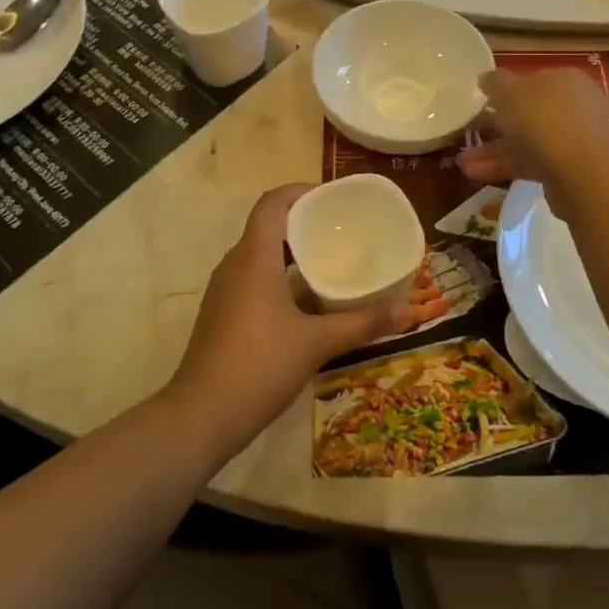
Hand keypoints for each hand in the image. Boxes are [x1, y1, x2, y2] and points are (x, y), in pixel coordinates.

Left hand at [166, 185, 414, 448]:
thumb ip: (363, 323)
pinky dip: (282, 280)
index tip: (332, 198)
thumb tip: (407, 311)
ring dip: (294, 255)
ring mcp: (225, 292)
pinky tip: (310, 305)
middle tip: (342, 231)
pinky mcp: (223, 315)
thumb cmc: (259, 366)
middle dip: (304, 224)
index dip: (300, 192)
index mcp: (254, 257)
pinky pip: (255, 281)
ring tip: (333, 264)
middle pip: (269, 228)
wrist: (201, 416)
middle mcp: (235, 265)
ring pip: (262, 257)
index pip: (272, 204)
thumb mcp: (317, 343)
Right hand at [457, 68, 608, 217]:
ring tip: (462, 163)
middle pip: (528, 113)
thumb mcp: (510, 92)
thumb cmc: (543, 120)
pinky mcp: (568, 169)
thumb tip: (486, 78)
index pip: (532, 80)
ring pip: (527, 141)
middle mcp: (574, 107)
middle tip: (468, 133)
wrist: (581, 172)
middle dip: (495, 125)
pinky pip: (531, 163)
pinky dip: (505, 167)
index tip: (480, 103)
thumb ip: (495, 83)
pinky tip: (476, 174)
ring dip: (494, 150)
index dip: (504, 90)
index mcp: (565, 80)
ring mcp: (574, 139)